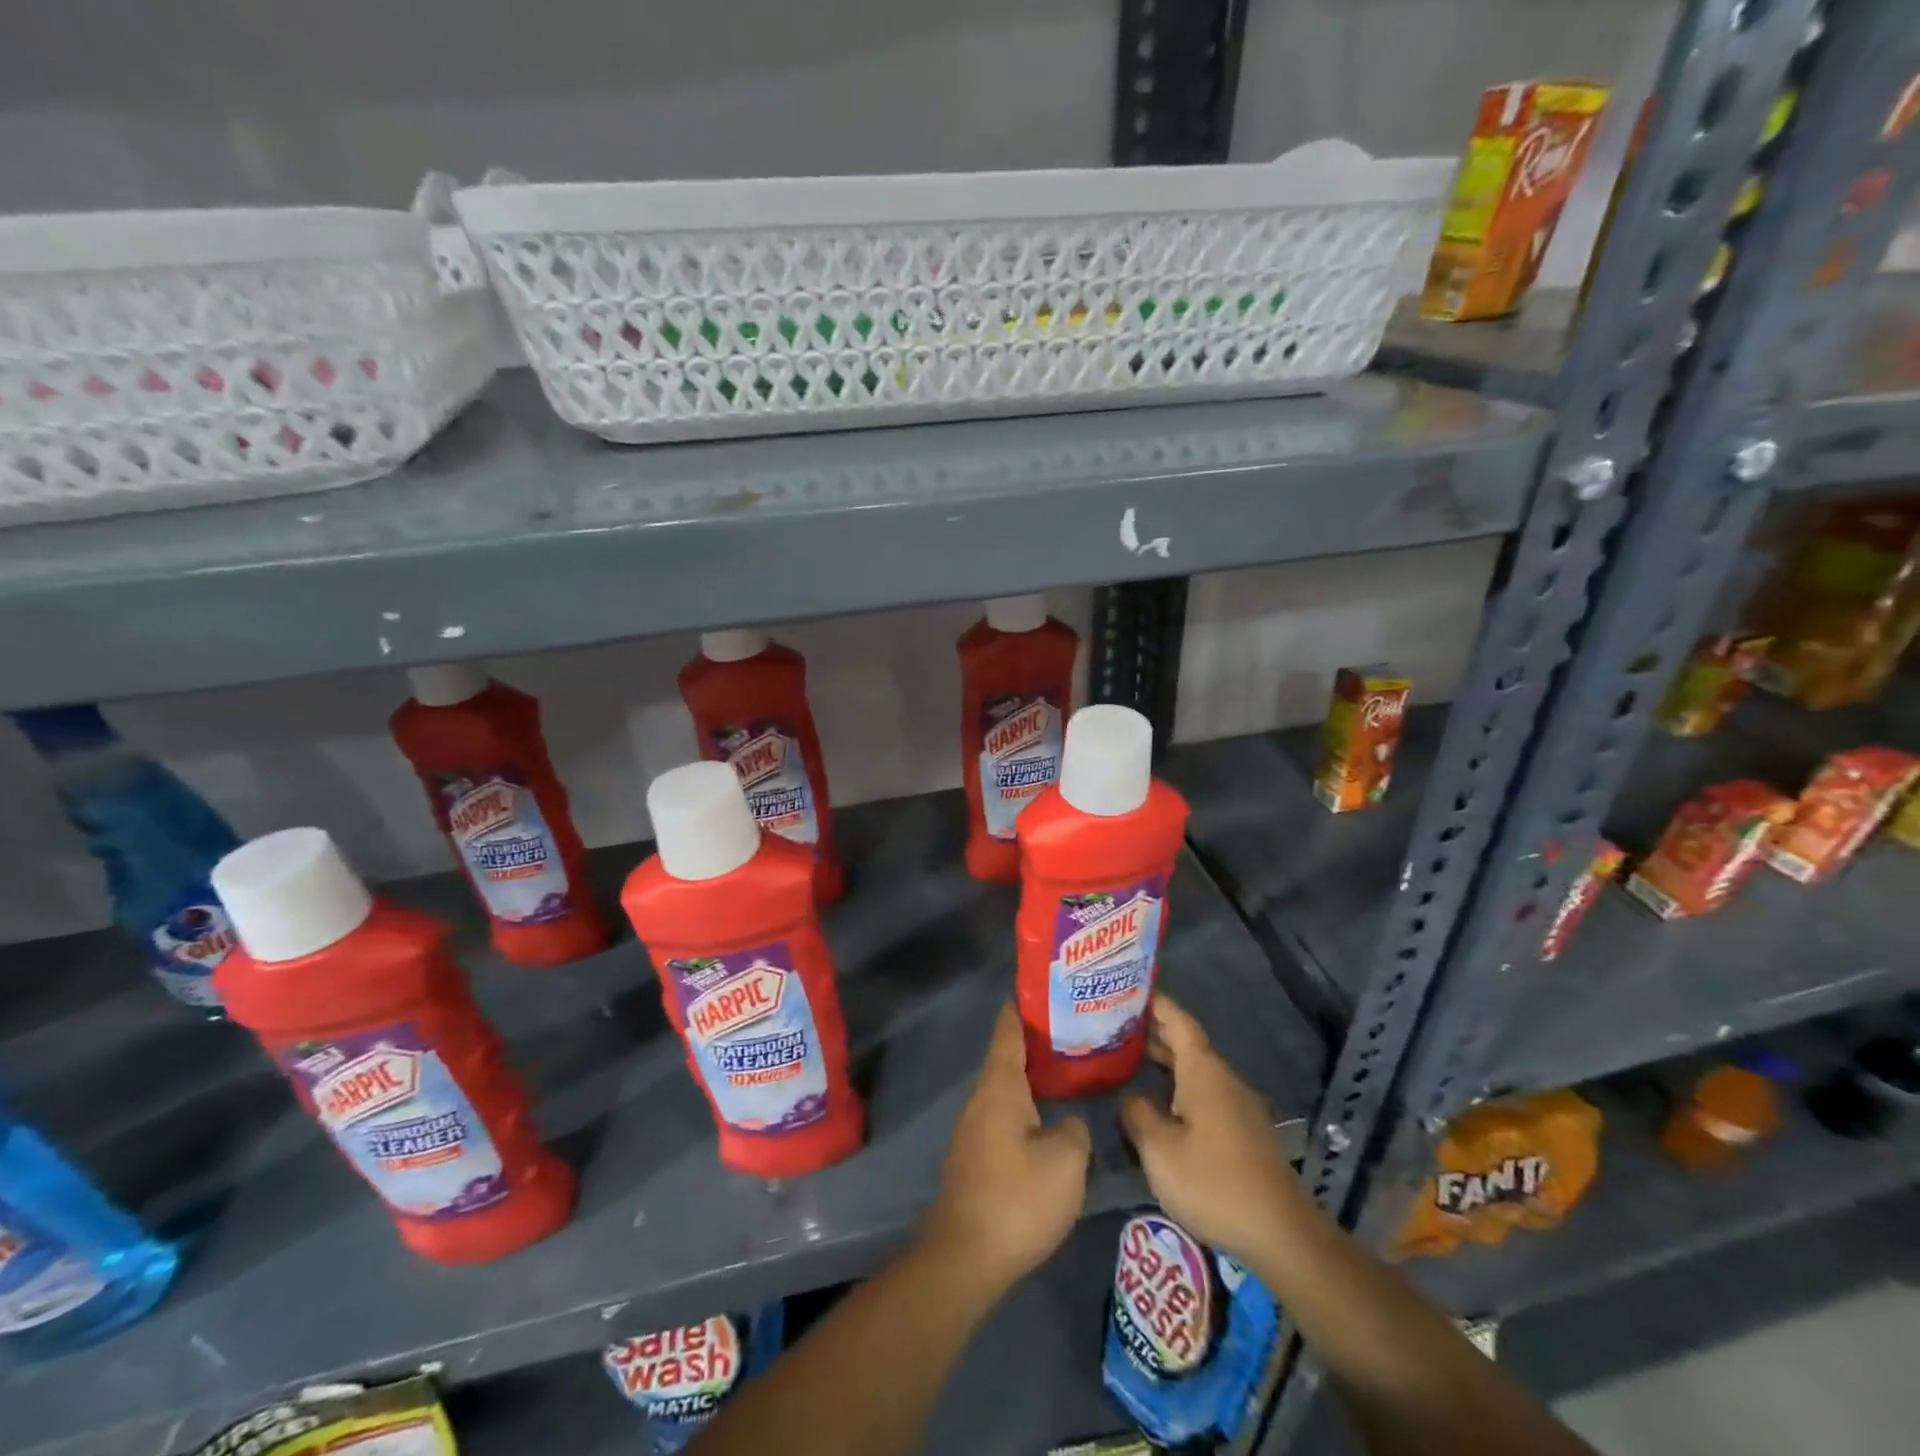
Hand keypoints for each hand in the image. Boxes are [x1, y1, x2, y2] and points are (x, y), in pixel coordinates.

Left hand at [921, 1004, 1090, 1292]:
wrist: (965, 1257)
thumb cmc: (1017, 1198)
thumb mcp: (1066, 1161)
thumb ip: (1075, 1130)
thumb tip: (1068, 1124)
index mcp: (1000, 1086)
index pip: (1008, 1031)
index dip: (1023, 1007)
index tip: (1041, 989)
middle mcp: (981, 1099)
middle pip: (1008, 1058)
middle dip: (1036, 1043)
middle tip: (1072, 1033)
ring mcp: (974, 1129)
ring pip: (1006, 1089)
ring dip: (1032, 1078)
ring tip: (1066, 1073)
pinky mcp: (975, 1157)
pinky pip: (1003, 1116)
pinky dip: (1025, 1106)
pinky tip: (1047, 1121)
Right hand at [1119, 995, 1302, 1266]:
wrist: (1281, 1233)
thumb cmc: (1213, 1182)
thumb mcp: (1159, 1150)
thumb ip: (1138, 1115)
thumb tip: (1131, 1097)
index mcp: (1203, 1071)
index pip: (1177, 1021)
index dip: (1155, 1004)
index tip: (1128, 991)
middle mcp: (1223, 1079)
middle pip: (1187, 1044)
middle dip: (1154, 1033)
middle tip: (1115, 1028)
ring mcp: (1238, 1105)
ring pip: (1196, 1071)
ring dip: (1166, 1063)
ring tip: (1130, 1063)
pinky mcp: (1245, 1132)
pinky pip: (1206, 1094)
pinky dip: (1179, 1087)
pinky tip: (1161, 1106)